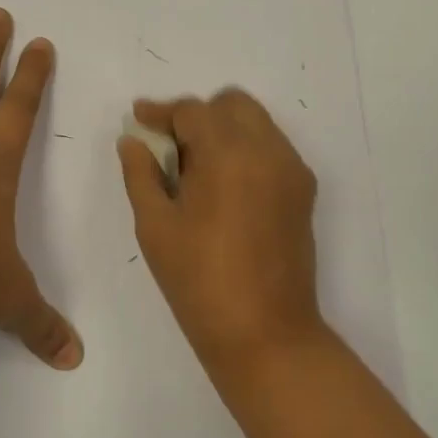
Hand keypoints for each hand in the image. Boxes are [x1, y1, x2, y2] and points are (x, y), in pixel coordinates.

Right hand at [118, 89, 323, 365]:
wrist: (265, 333)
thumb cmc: (199, 281)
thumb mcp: (156, 227)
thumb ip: (140, 174)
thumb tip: (133, 140)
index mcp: (229, 153)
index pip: (193, 111)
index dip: (161, 112)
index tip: (138, 119)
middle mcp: (268, 149)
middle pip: (231, 105)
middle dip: (197, 116)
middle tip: (169, 148)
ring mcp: (292, 169)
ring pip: (256, 123)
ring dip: (224, 130)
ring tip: (196, 171)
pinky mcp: (304, 190)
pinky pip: (272, 149)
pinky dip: (246, 150)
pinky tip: (224, 188)